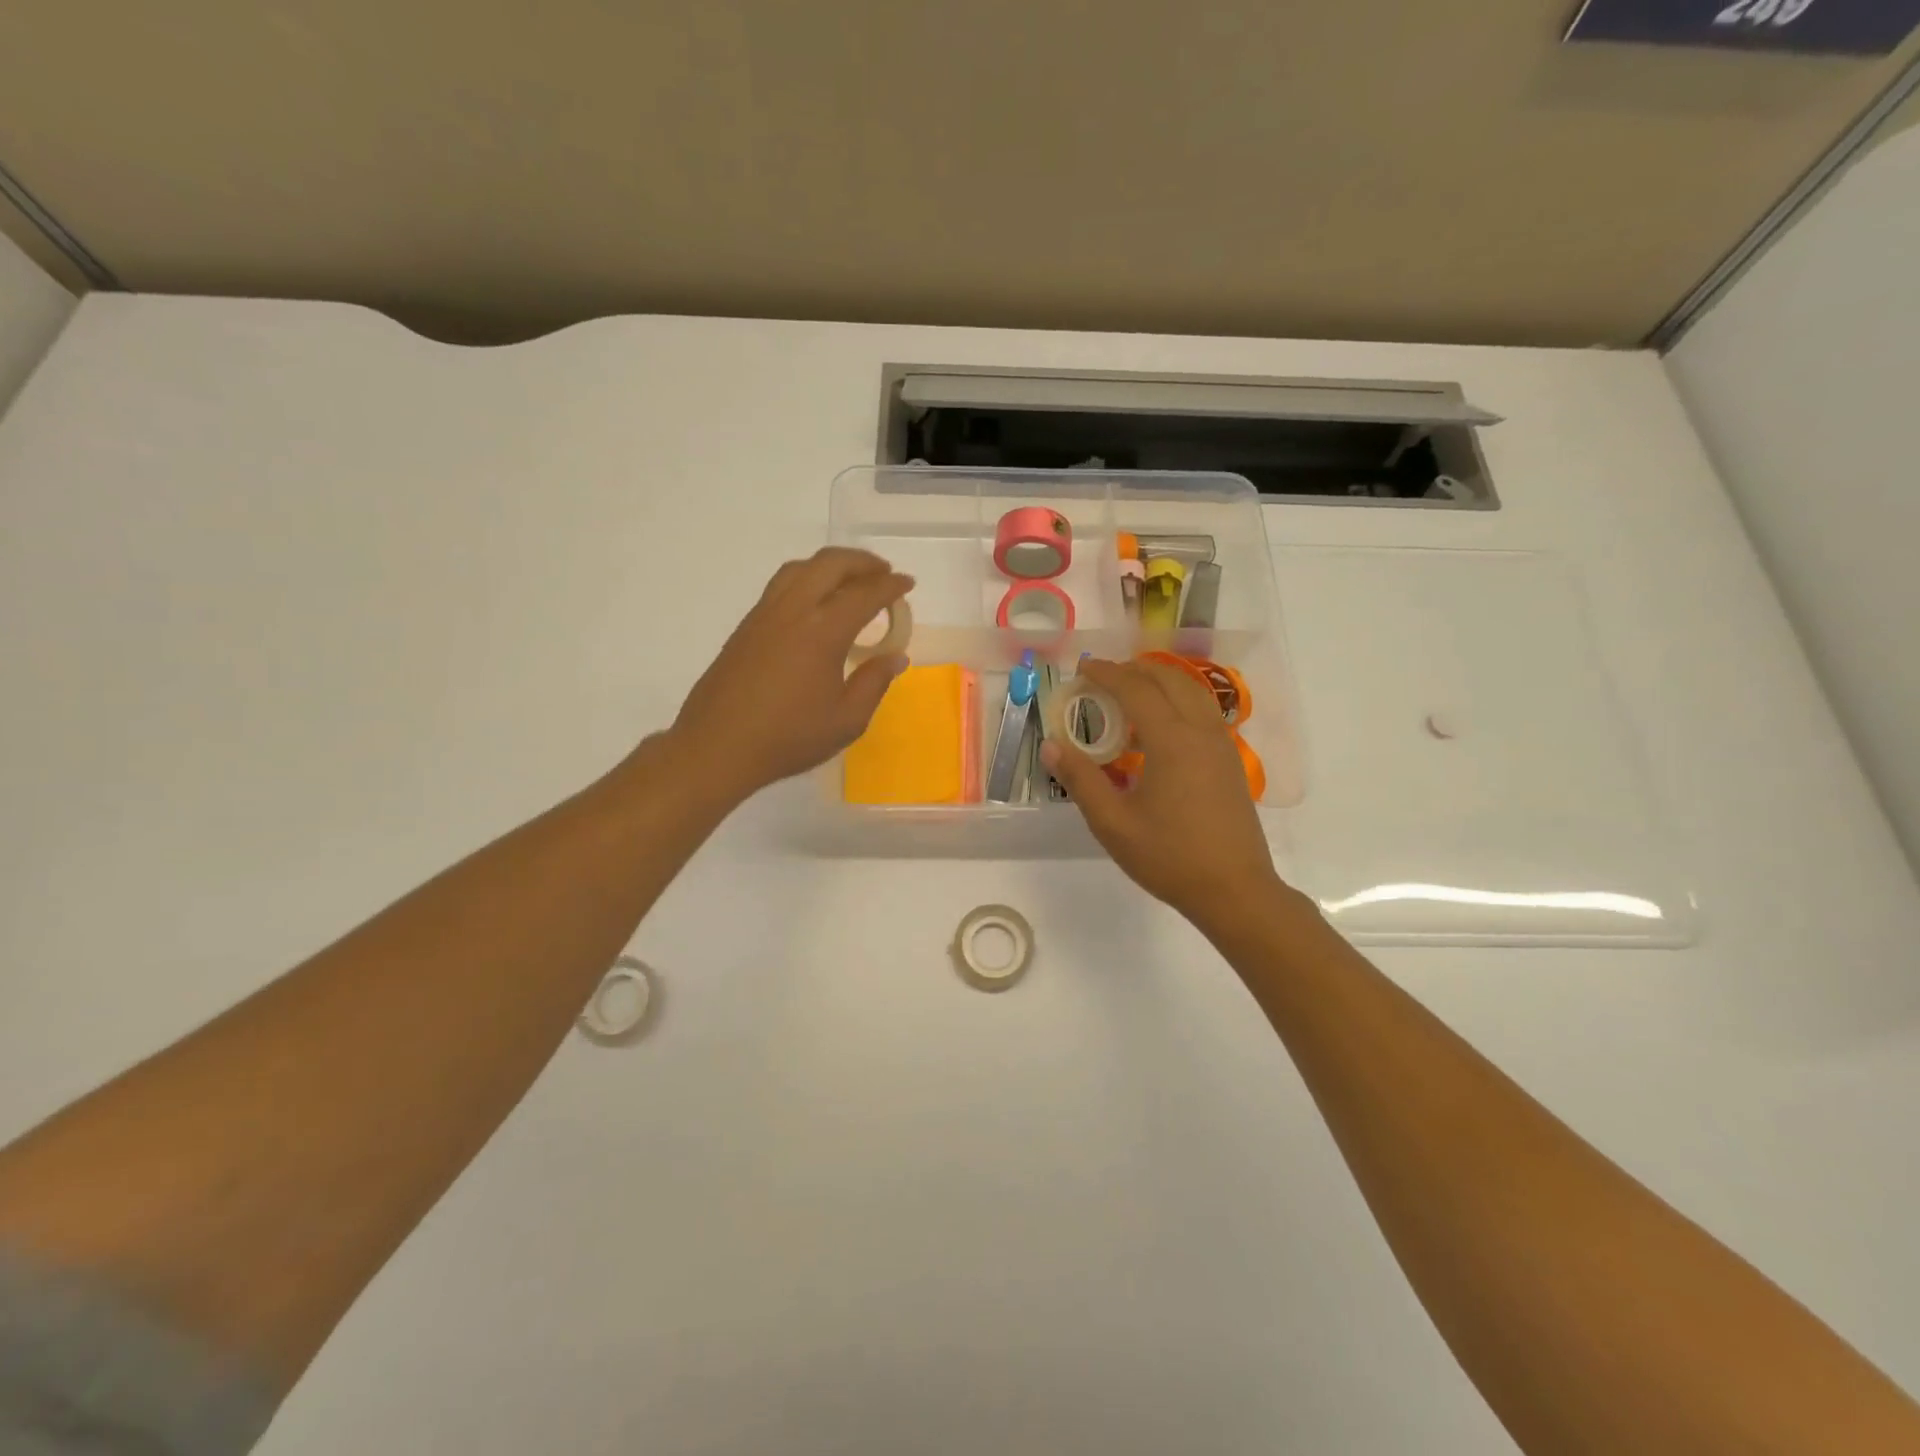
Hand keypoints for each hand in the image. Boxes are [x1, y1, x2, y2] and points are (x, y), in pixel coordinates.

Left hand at [667, 548, 911, 803]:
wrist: (718, 746)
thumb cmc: (788, 737)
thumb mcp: (846, 720)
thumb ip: (874, 683)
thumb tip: (895, 657)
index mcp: (823, 631)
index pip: (864, 593)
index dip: (890, 585)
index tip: (907, 584)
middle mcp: (793, 610)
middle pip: (830, 564)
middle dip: (862, 562)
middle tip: (883, 574)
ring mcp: (765, 614)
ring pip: (801, 568)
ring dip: (831, 565)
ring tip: (850, 581)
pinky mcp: (747, 625)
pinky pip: (782, 585)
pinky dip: (807, 579)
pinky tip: (815, 604)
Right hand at [1041, 659, 1288, 930]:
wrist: (1235, 890)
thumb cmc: (1169, 857)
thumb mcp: (1113, 823)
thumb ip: (1081, 779)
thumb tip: (1052, 745)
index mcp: (1172, 740)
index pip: (1136, 688)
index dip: (1107, 673)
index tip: (1082, 669)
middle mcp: (1201, 731)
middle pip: (1169, 680)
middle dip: (1134, 670)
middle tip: (1103, 677)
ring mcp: (1222, 745)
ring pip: (1192, 692)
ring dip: (1160, 682)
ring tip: (1130, 694)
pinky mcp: (1230, 761)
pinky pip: (1203, 712)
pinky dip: (1177, 702)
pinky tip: (1159, 729)